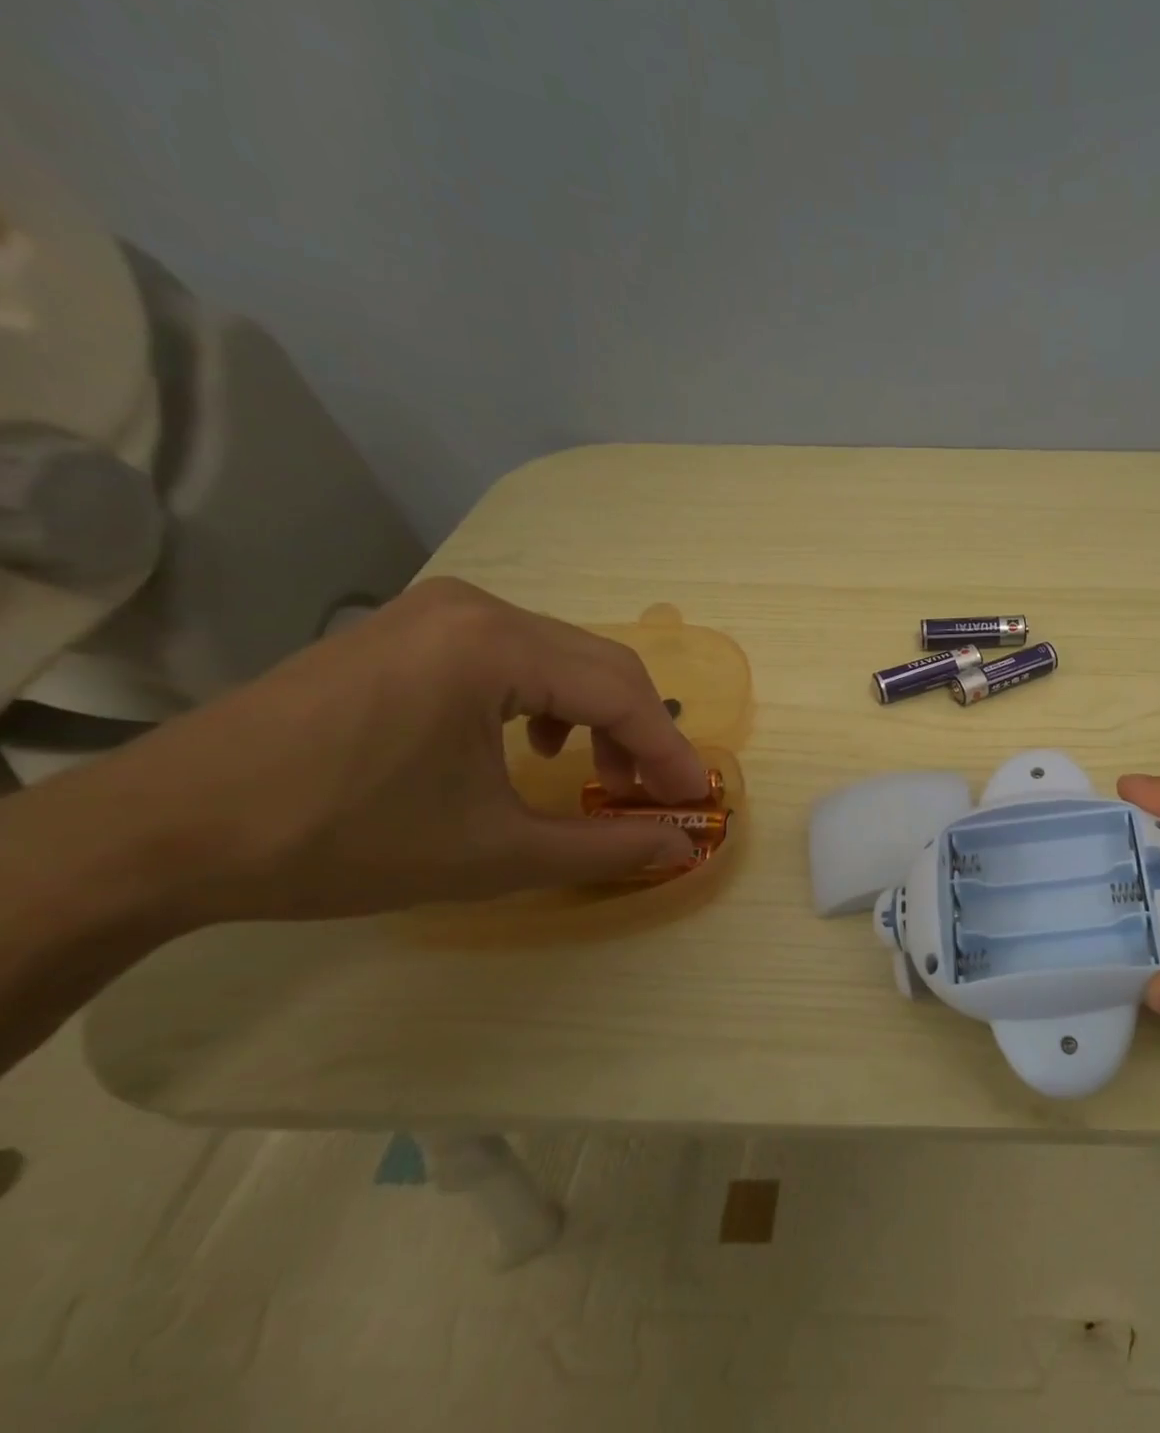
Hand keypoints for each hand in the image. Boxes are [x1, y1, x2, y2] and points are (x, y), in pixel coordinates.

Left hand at [91, 577, 709, 925]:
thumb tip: (678, 847)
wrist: (163, 830)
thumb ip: (603, 847)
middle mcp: (476, 608)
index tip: (693, 801)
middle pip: (600, 664)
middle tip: (653, 795)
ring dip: (598, 715)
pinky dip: (548, 698)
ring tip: (597, 774)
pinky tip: (532, 742)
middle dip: (640, 732)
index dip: (668, 751)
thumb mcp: (493, 853)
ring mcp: (437, 611)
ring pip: (562, 656)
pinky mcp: (410, 628)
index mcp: (495, 646)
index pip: (621, 692)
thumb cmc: (338, 839)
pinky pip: (514, 653)